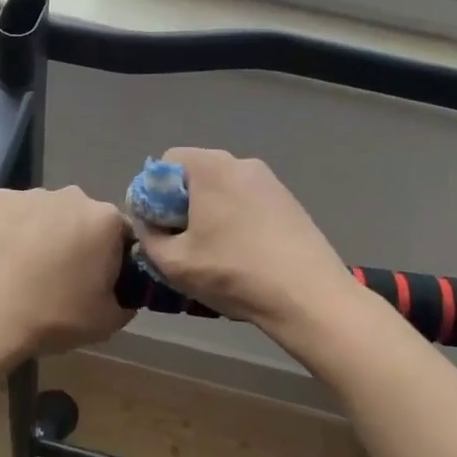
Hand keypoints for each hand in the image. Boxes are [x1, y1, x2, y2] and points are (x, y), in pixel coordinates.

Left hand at [0, 186, 134, 360]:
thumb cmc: (53, 317)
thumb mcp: (107, 322)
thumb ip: (126, 302)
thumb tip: (123, 294)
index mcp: (106, 220)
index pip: (121, 234)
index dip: (114, 258)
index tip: (100, 281)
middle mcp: (73, 196)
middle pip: (83, 218)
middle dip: (78, 240)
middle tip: (62, 276)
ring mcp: (31, 194)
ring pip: (47, 213)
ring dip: (44, 233)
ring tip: (26, 268)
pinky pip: (14, 213)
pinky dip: (13, 229)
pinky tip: (2, 257)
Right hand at [131, 149, 356, 339]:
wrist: (308, 295)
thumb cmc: (233, 273)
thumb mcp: (174, 263)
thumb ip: (148, 236)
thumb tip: (148, 223)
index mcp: (210, 167)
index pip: (166, 162)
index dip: (153, 193)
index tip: (158, 227)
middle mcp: (241, 162)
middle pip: (196, 174)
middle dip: (181, 204)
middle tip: (182, 242)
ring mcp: (270, 180)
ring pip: (224, 189)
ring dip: (210, 213)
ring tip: (213, 253)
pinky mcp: (289, 201)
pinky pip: (248, 201)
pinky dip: (237, 219)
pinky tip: (243, 254)